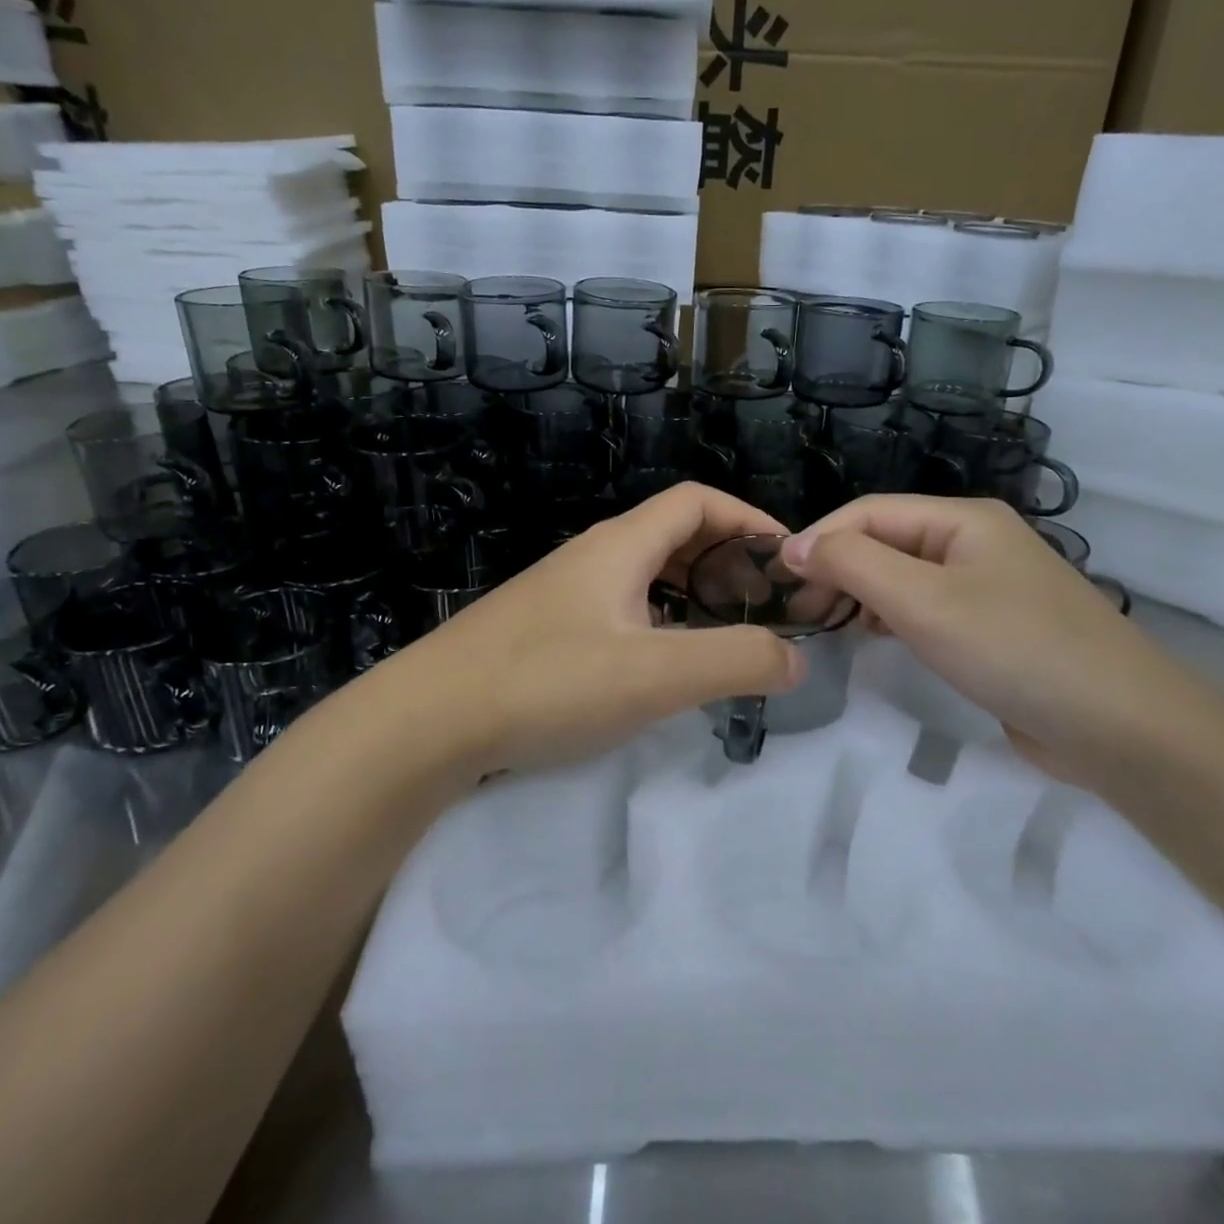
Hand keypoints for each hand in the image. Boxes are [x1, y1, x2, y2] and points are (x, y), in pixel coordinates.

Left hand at [380, 484, 804, 773]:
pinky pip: (619, 609)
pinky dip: (657, 623)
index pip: (696, 502)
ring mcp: (562, 593)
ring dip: (691, 594)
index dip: (748, 520)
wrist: (428, 721)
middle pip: (672, 534)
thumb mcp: (655, 674)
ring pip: (644, 575)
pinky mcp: (543, 631)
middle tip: (762, 606)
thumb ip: (735, 661)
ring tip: (722, 636)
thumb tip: (795, 658)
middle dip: (725, 561)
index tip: (786, 561)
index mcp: (620, 546)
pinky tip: (659, 666)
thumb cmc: (547, 682)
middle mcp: (591, 557)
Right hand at [782, 496, 1215, 785]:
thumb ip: (854, 564)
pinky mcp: (992, 628)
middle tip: (801, 612)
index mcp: (962, 519)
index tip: (780, 581)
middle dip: (837, 568)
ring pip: (903, 576)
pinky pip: (925, 609)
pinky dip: (890, 618)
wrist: (1121, 727)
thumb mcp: (923, 601)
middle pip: (885, 541)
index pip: (869, 512)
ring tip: (827, 626)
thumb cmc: (1015, 649)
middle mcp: (973, 542)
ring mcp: (986, 586)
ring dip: (860, 594)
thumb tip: (794, 545)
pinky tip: (874, 639)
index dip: (819, 539)